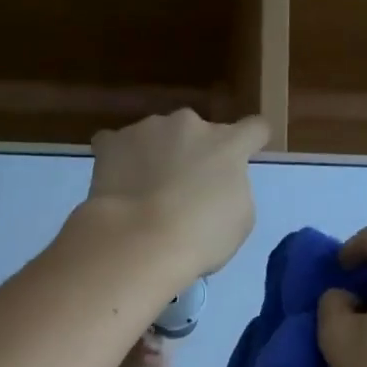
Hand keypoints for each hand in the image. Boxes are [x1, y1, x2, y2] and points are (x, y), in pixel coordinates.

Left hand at [84, 110, 267, 278]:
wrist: (140, 241)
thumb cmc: (201, 238)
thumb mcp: (239, 220)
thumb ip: (234, 190)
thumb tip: (217, 184)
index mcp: (228, 145)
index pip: (254, 128)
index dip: (251, 141)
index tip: (245, 155)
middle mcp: (190, 125)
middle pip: (199, 133)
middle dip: (194, 153)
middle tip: (184, 190)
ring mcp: (148, 129)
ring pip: (158, 137)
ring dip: (157, 155)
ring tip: (145, 194)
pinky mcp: (112, 142)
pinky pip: (118, 145)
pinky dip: (120, 160)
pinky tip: (117, 185)